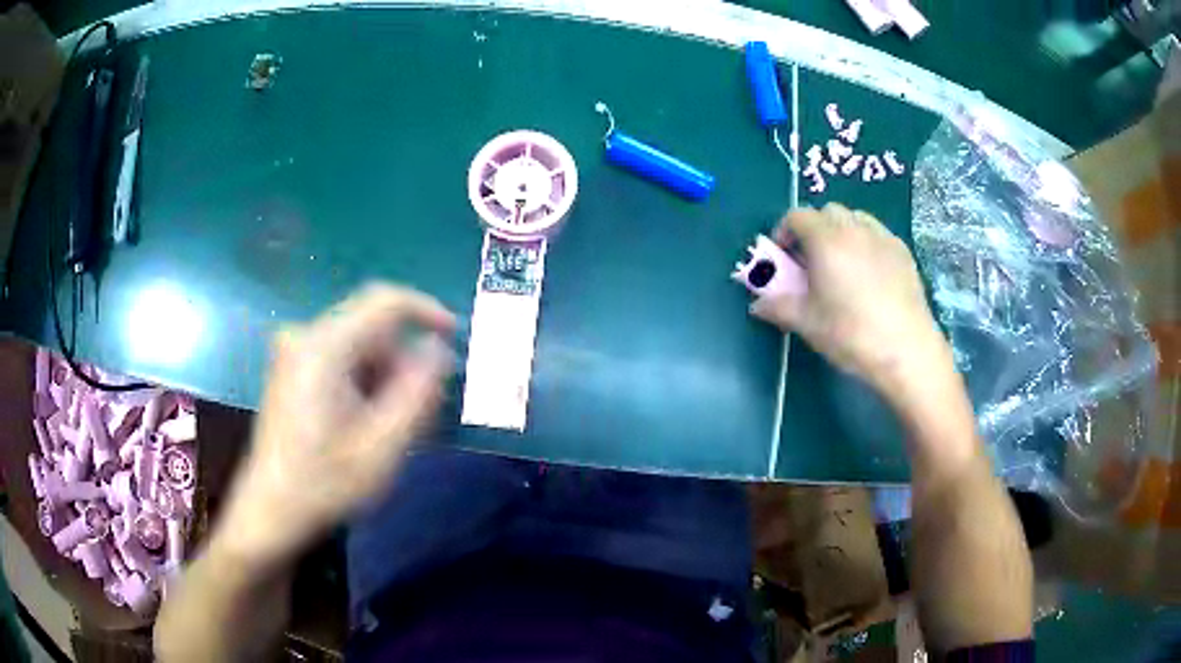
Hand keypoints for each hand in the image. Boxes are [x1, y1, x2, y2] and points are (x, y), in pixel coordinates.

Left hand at [218, 283, 455, 564]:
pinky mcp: (291, 369)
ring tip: (399, 424)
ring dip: (386, 376)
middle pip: (372, 327)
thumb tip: (438, 349)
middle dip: (405, 360)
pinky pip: (341, 359)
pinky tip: (371, 421)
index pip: (385, 301)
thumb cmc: (326, 483)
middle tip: (426, 408)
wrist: (271, 510)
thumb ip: (417, 392)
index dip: (426, 311)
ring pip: (358, 345)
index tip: (453, 338)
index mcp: (324, 347)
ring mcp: (294, 352)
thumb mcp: (383, 446)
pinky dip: (365, 381)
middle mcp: (305, 336)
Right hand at [751, 204, 952, 402]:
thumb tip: (757, 304)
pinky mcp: (903, 251)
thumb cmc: (851, 333)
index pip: (796, 216)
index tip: (783, 258)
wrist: (906, 350)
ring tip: (841, 264)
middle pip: (827, 212)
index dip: (784, 232)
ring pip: (855, 219)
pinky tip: (869, 274)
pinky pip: (877, 234)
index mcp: (825, 239)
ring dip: (841, 232)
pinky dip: (865, 242)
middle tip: (811, 262)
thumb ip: (778, 307)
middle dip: (814, 230)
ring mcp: (882, 237)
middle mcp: (854, 228)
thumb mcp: (807, 323)